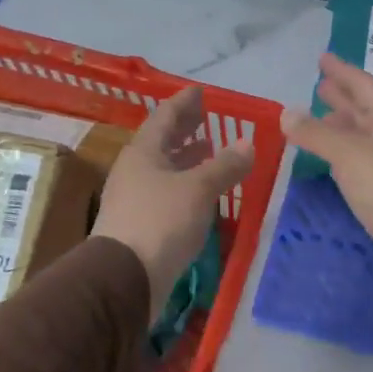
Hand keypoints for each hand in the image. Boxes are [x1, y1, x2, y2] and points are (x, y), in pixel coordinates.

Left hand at [93, 87, 253, 315]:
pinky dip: (186, 185)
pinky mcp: (140, 225)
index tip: (201, 92)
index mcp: (143, 152)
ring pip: (164, 169)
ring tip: (210, 152)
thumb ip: (225, 165)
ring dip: (187, 159)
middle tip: (206, 119)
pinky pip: (166, 193)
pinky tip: (202, 193)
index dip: (185, 102)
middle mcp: (135, 170)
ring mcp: (135, 199)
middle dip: (185, 129)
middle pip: (162, 141)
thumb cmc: (161, 222)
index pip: (165, 116)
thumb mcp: (199, 188)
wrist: (124, 279)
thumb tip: (248, 143)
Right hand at [281, 54, 372, 339]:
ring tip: (318, 120)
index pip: (364, 85)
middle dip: (343, 97)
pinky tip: (332, 164)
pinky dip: (343, 159)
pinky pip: (361, 168)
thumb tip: (286, 112)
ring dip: (342, 128)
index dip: (342, 71)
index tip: (323, 58)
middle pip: (366, 111)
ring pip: (363, 140)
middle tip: (320, 85)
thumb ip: (316, 134)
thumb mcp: (349, 154)